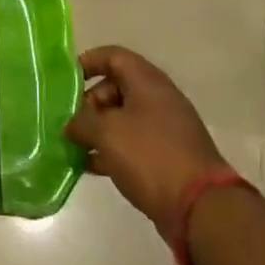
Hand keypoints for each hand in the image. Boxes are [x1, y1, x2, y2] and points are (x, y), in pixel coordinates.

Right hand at [66, 48, 231, 242]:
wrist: (200, 207)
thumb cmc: (150, 156)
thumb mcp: (107, 133)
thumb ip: (82, 122)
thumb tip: (71, 124)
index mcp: (148, 82)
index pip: (114, 56)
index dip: (88, 62)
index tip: (65, 80)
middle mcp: (158, 99)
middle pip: (116, 87)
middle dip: (89, 102)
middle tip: (71, 122)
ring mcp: (165, 129)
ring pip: (123, 118)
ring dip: (98, 129)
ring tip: (73, 146)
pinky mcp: (166, 157)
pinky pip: (132, 144)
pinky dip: (111, 150)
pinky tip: (90, 166)